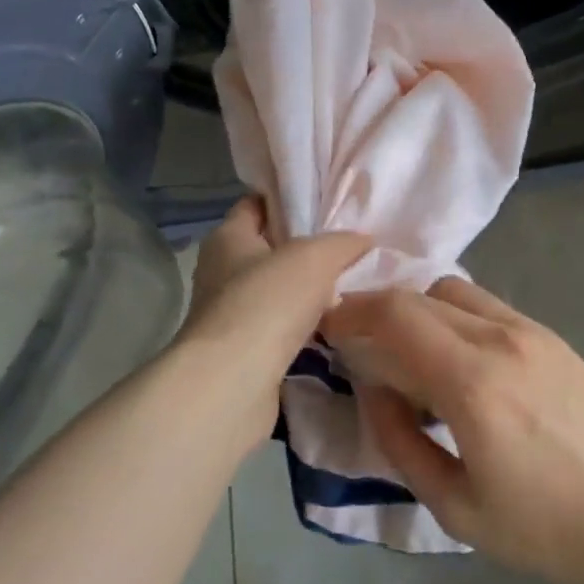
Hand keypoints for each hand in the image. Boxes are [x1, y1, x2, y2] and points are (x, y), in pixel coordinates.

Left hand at [176, 197, 369, 453]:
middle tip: (349, 246)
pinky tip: (334, 326)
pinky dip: (303, 327)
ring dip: (307, 292)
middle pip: (269, 249)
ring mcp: (229, 315)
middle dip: (306, 249)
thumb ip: (342, 243)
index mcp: (228, 238)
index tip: (326, 202)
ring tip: (350, 286)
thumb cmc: (267, 302)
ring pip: (276, 292)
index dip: (288, 200)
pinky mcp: (242, 353)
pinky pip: (279, 328)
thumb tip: (363, 240)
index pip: (256, 205)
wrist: (233, 384)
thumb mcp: (315, 257)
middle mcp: (221, 272)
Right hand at [321, 279, 583, 583]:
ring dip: (416, 308)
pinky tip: (454, 356)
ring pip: (451, 291)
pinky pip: (483, 304)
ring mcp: (528, 329)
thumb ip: (402, 443)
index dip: (351, 312)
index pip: (394, 315)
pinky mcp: (549, 334)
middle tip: (356, 344)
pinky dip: (450, 314)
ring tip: (406, 352)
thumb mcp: (459, 509)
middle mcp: (498, 337)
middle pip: (417, 296)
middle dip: (375, 309)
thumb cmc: (550, 529)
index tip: (326, 327)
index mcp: (472, 382)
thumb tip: (372, 390)